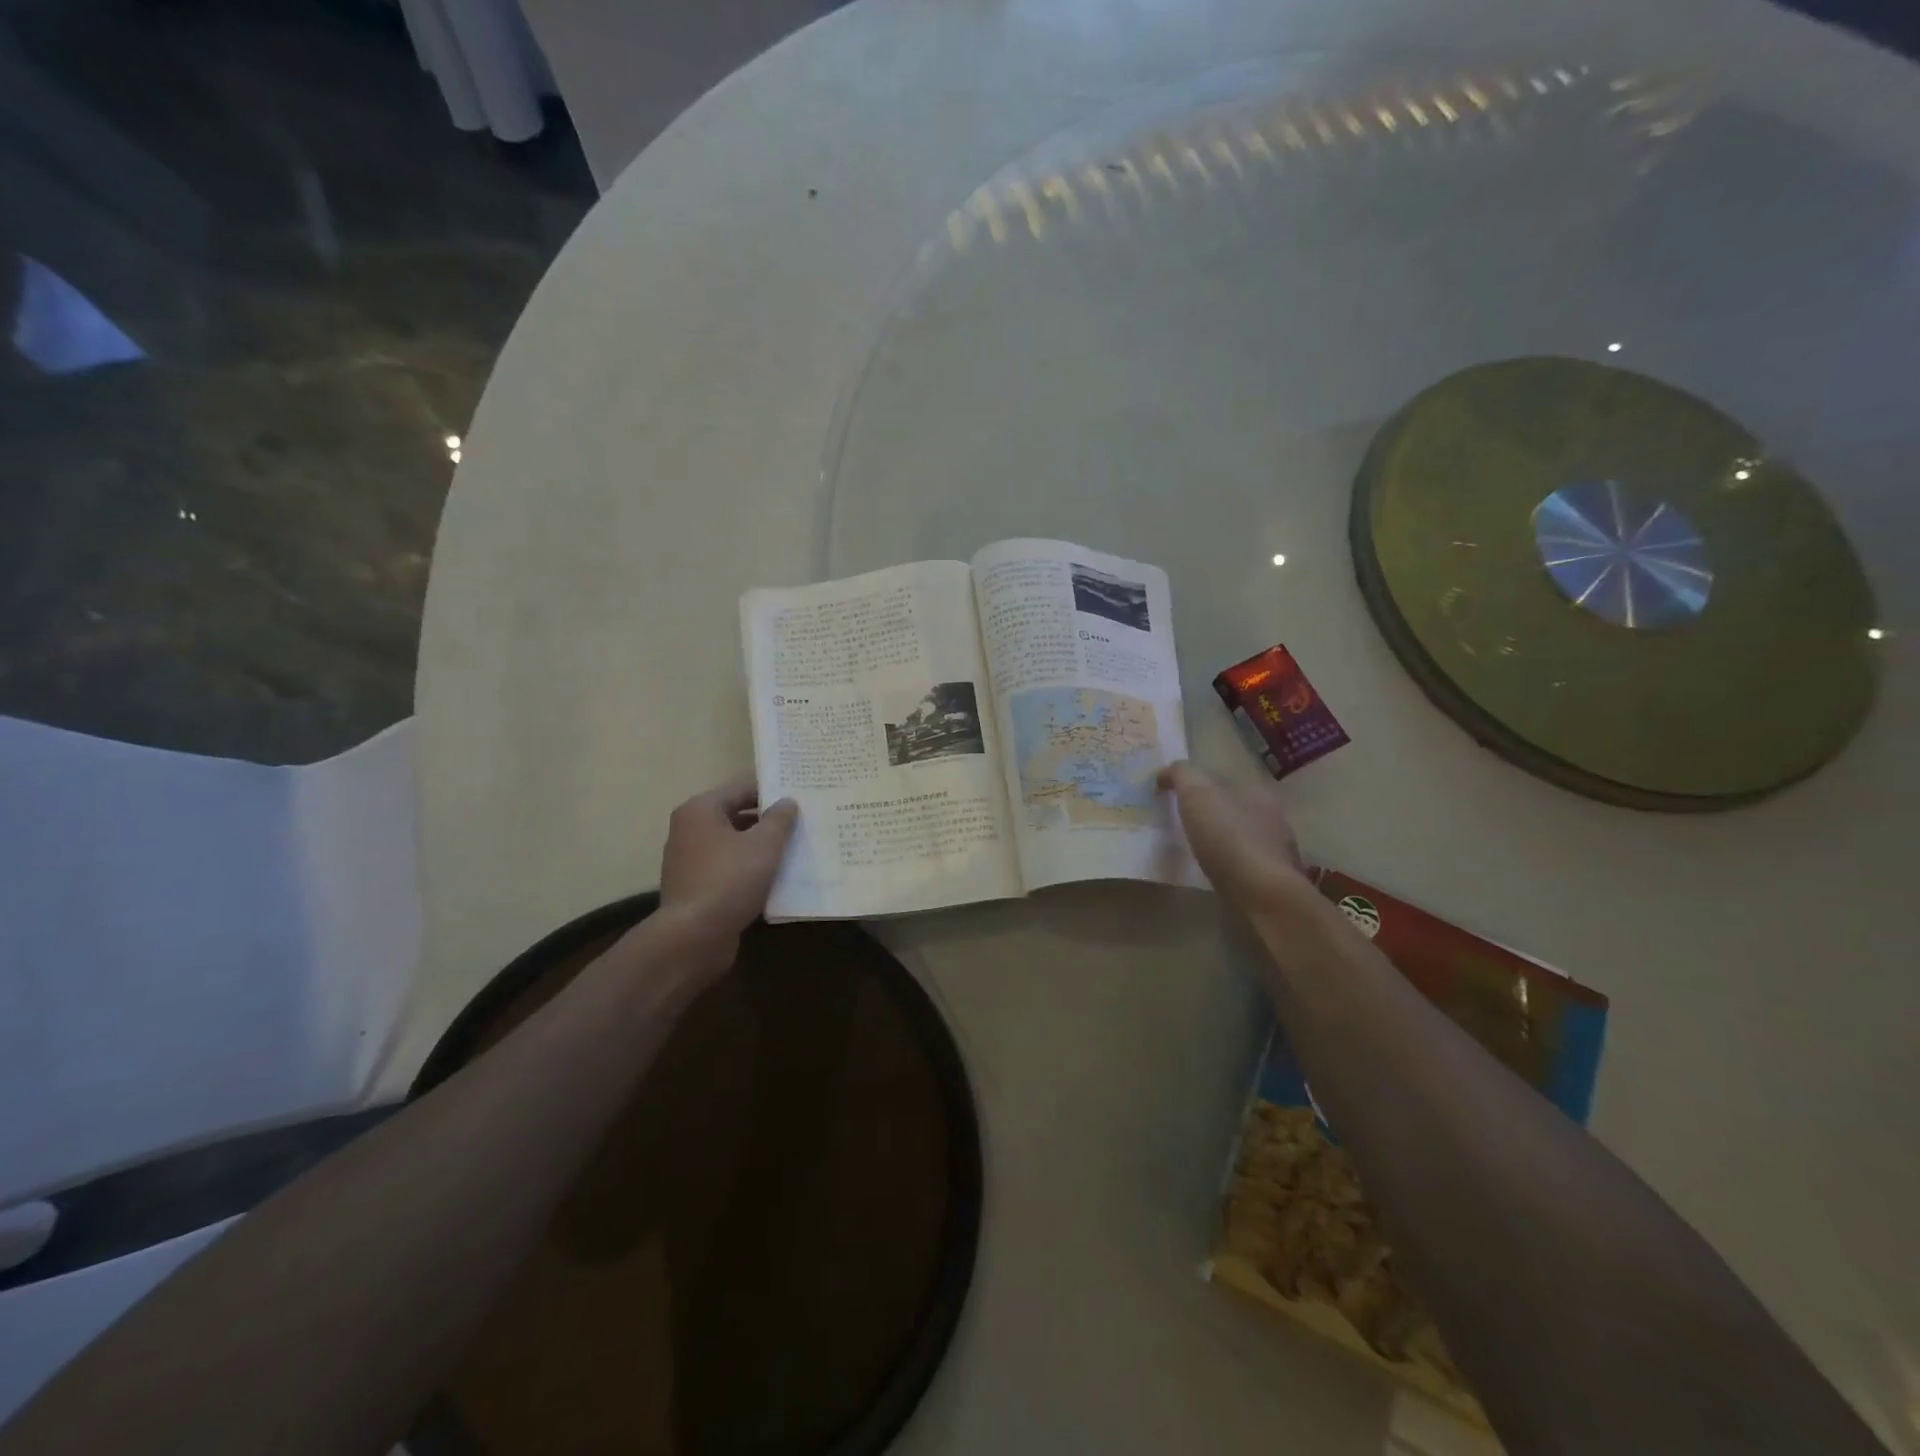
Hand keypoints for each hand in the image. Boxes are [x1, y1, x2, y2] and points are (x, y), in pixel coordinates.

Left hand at [657, 779, 798, 966]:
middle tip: (802, 822)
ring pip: (733, 845)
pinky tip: (774, 879)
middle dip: (768, 821)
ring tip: (795, 850)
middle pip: (736, 816)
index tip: (800, 796)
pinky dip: (748, 870)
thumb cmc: (729, 879)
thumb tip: (787, 802)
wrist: (694, 937)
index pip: (742, 788)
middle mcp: (689, 830)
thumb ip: (779, 819)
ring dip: (760, 847)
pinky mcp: (694, 888)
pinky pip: (728, 869)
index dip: (772, 791)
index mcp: (701, 810)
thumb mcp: (764, 845)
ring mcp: (688, 861)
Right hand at [1158, 761, 1307, 908]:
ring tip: (1195, 853)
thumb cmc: (1230, 839)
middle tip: (1183, 827)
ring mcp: (1279, 855)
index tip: (1177, 800)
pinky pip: (1246, 869)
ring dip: (1223, 844)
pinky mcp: (1274, 885)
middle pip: (1238, 812)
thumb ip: (1182, 775)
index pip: (1227, 783)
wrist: (1264, 897)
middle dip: (1214, 816)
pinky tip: (1215, 876)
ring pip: (1245, 841)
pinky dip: (1230, 869)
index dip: (1201, 788)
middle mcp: (1275, 821)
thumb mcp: (1197, 795)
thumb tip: (1165, 773)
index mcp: (1259, 794)